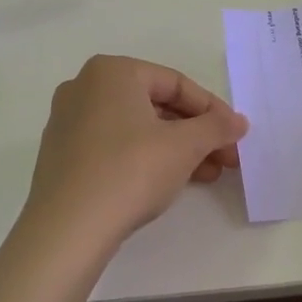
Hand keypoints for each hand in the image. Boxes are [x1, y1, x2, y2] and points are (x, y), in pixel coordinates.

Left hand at [22, 55, 247, 259]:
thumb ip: (216, 127)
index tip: (235, 136)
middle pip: (155, 105)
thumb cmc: (130, 171)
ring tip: (207, 176)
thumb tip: (239, 122)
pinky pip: (114, 146)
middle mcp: (85, 87)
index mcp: (112, 71)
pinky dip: (145, 158)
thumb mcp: (184, 146)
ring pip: (136, 128)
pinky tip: (170, 183)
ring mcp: (69, 121)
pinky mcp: (62, 155)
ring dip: (175, 149)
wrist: (67, 230)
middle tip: (225, 158)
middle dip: (195, 133)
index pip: (175, 83)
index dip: (212, 110)